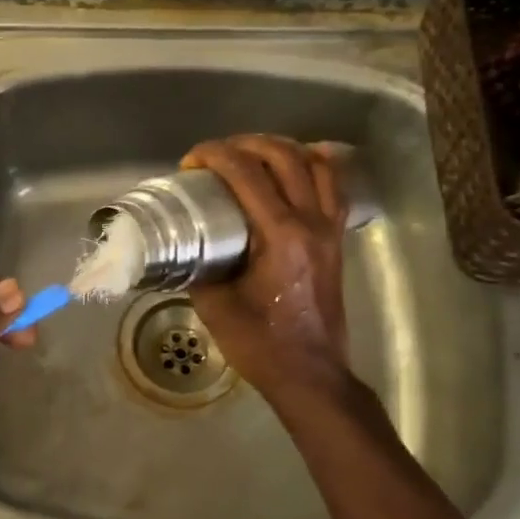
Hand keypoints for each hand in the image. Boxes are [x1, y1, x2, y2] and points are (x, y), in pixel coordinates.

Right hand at [183, 135, 353, 408]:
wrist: (310, 374)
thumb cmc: (260, 343)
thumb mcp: (214, 305)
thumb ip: (198, 266)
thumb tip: (182, 243)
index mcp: (280, 235)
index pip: (246, 173)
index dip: (215, 155)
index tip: (190, 162)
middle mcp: (310, 222)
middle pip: (283, 156)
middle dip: (244, 144)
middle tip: (215, 154)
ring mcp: (329, 228)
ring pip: (315, 164)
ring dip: (281, 148)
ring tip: (251, 153)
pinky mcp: (337, 239)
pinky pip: (334, 187)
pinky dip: (315, 166)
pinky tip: (295, 166)